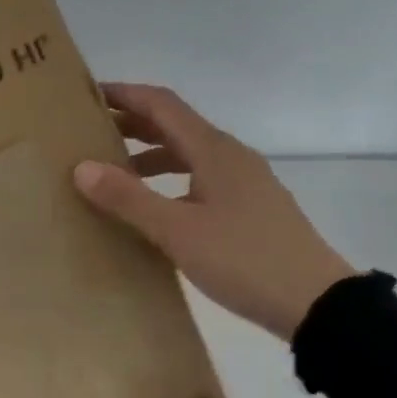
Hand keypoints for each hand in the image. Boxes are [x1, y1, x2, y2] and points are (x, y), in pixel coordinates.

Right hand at [73, 83, 355, 341]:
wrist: (314, 302)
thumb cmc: (243, 259)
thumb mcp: (178, 231)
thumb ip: (129, 198)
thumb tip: (82, 167)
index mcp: (214, 151)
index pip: (162, 104)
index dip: (125, 95)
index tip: (88, 96)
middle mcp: (230, 156)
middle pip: (175, 126)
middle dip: (133, 124)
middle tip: (91, 134)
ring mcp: (244, 182)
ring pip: (188, 154)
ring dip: (150, 155)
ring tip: (114, 172)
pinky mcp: (249, 208)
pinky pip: (200, 179)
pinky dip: (170, 181)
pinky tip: (155, 207)